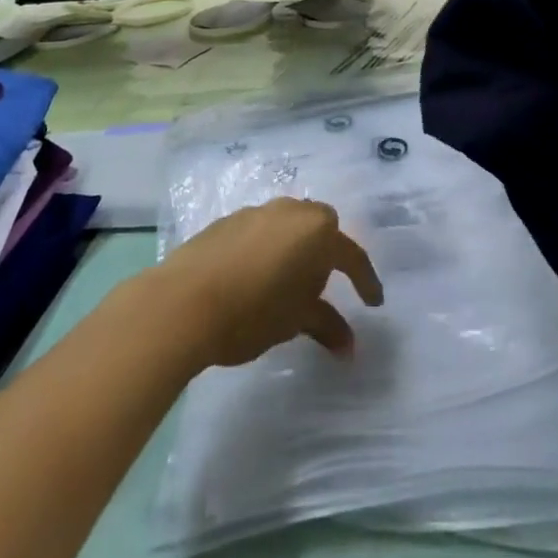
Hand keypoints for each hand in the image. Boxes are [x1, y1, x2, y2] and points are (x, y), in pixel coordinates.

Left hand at [154, 198, 384, 368]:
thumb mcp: (294, 321)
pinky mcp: (229, 220)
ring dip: (295, 248)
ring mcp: (258, 212)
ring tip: (288, 282)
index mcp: (316, 231)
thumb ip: (325, 325)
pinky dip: (267, 249)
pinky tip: (255, 276)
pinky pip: (261, 230)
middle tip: (325, 284)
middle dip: (328, 252)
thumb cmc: (252, 312)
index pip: (351, 255)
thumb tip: (349, 345)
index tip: (373, 302)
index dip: (365, 281)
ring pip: (289, 224)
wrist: (184, 301)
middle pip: (321, 226)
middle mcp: (291, 211)